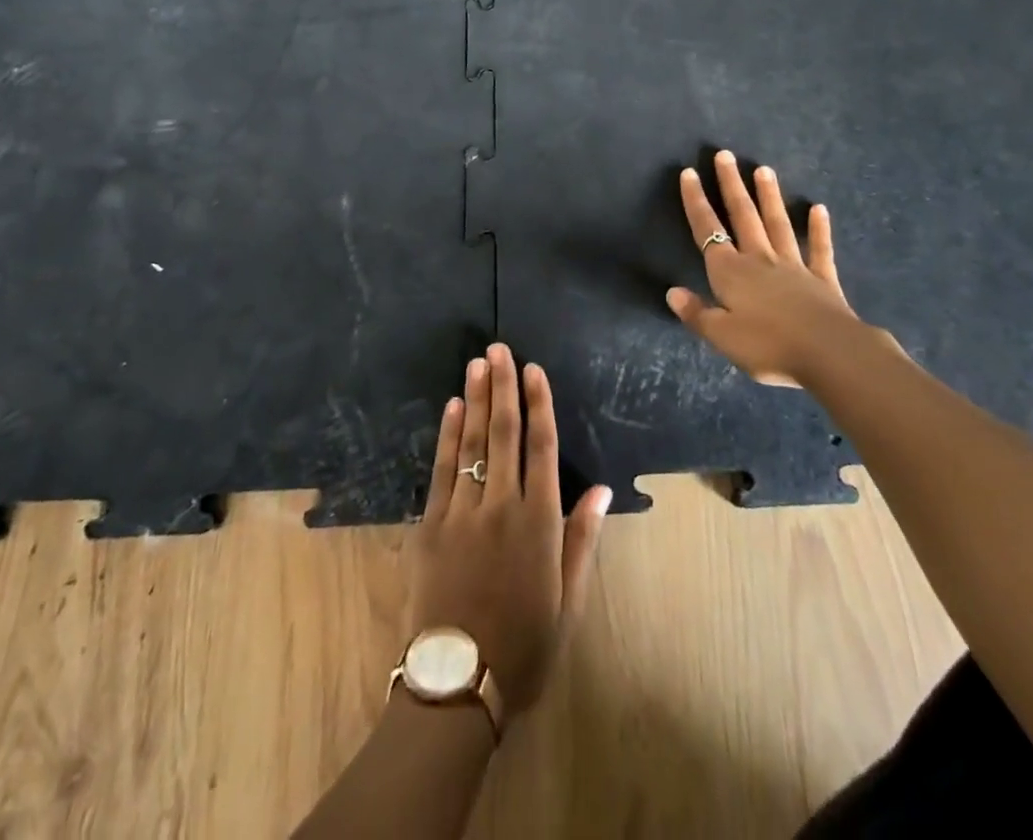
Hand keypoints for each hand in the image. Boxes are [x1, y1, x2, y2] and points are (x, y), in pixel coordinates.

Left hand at [404, 343, 612, 724]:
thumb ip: (582, 538)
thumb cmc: (524, 645)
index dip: (539, 404)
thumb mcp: (568, 600)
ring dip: (475, 399)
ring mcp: (462, 512)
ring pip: (472, 442)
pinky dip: (447, 435)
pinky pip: (441, 469)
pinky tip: (452, 407)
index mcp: (540, 522)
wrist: (458, 684)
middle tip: (498, 349)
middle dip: (503, 386)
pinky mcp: (431, 525)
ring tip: (477, 363)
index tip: (534, 370)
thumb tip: (601, 488)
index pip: (542, 447)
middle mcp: (502, 505)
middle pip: (504, 433)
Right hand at [666, 149, 866, 385]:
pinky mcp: (823, 279)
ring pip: (778, 223)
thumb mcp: (722, 336)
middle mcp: (759, 259)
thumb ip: (696, 313)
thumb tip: (671, 291)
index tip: (689, 172)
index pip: (708, 231)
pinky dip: (819, 228)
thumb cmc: (769, 345)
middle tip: (725, 154)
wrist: (829, 352)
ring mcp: (794, 266)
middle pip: (743, 216)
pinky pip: (819, 249)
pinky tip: (819, 209)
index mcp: (730, 272)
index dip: (696, 202)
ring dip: (769, 196)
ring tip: (764, 169)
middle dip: (731, 185)